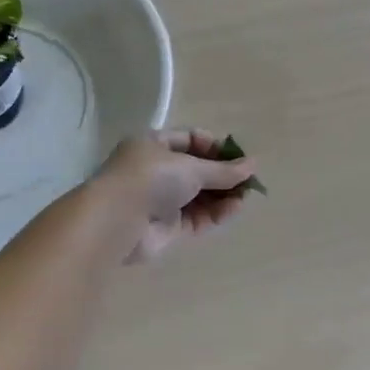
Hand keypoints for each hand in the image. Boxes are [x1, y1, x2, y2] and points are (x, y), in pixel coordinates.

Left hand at [96, 130, 258, 263]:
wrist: (116, 221)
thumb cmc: (151, 178)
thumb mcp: (191, 167)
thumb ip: (223, 170)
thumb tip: (253, 165)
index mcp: (154, 145)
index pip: (190, 140)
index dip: (215, 147)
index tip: (237, 157)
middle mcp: (156, 171)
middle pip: (197, 170)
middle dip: (223, 175)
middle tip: (248, 180)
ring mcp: (161, 200)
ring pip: (199, 196)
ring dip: (222, 195)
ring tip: (245, 196)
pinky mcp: (167, 228)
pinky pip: (197, 217)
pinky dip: (215, 213)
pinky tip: (234, 209)